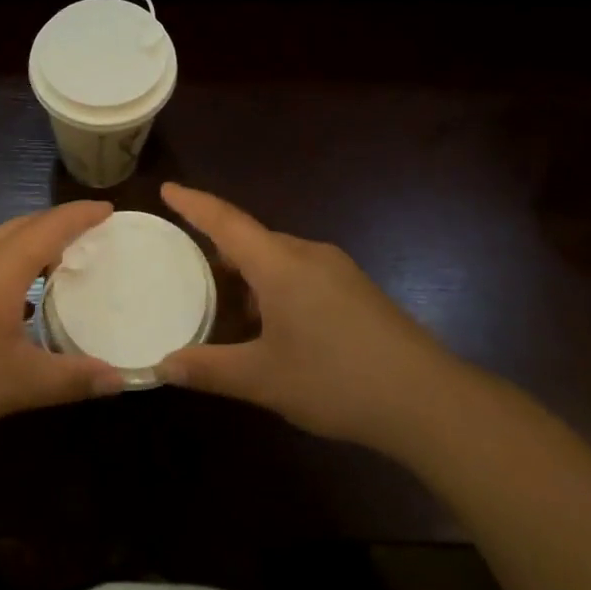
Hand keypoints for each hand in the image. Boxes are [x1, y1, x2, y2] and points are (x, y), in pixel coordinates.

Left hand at [0, 201, 125, 444]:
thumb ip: (72, 379)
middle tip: (92, 235)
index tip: (110, 210)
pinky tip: (16, 293)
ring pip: (1, 239)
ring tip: (60, 259)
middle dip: (59, 223)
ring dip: (33, 240)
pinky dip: (12, 258)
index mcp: (3, 266)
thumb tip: (120, 380)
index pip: (52, 226)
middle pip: (25, 224)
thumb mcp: (19, 382)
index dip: (82, 215)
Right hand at [156, 183, 461, 449]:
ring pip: (279, 258)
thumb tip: (162, 366)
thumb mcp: (264, 379)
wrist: (429, 400)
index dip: (194, 204)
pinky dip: (275, 285)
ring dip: (249, 271)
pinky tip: (273, 322)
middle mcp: (308, 254)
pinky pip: (301, 272)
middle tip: (187, 261)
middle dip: (219, 245)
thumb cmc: (336, 381)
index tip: (168, 188)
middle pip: (252, 237)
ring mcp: (337, 270)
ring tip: (225, 299)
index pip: (226, 221)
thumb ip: (209, 369)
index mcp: (279, 264)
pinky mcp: (357, 290)